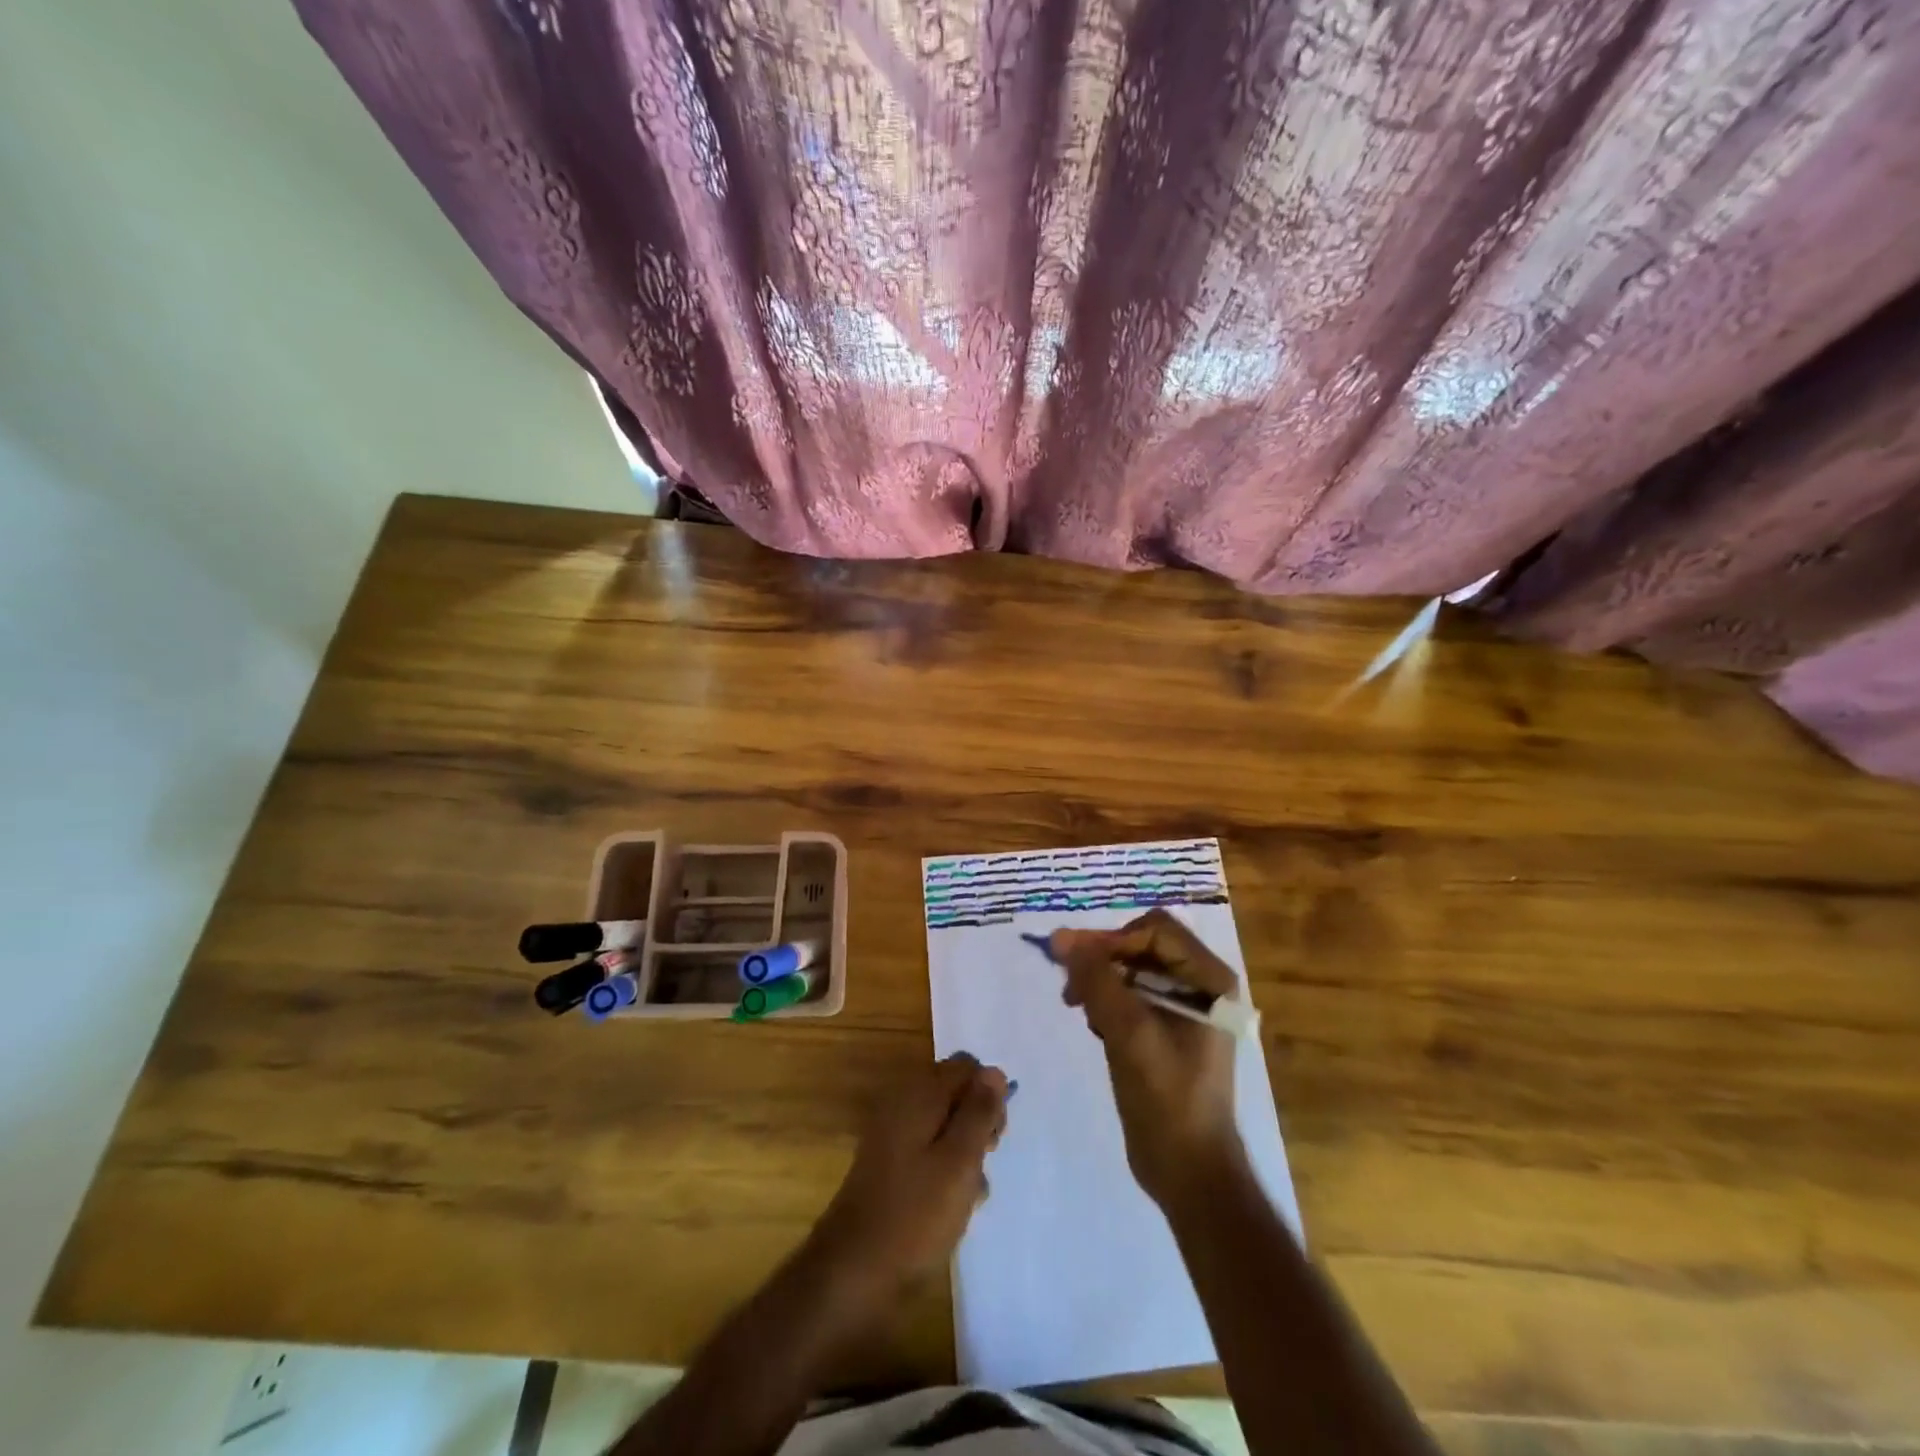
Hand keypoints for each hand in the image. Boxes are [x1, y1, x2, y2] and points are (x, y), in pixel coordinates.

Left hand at [808, 1053, 1008, 1303]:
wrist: (853, 1273)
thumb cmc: (915, 1215)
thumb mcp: (960, 1161)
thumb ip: (979, 1112)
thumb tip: (993, 1071)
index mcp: (918, 1095)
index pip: (965, 1066)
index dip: (988, 1092)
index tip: (996, 1133)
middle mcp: (902, 1105)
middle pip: (953, 1093)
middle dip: (977, 1121)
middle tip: (985, 1160)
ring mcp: (892, 1136)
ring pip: (943, 1125)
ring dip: (964, 1150)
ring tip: (971, 1192)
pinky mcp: (889, 1167)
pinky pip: (927, 1151)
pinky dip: (945, 1169)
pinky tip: (954, 1205)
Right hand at [1055, 909, 1246, 1208]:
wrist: (1189, 1171)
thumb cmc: (1167, 1099)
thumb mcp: (1129, 1033)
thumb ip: (1096, 980)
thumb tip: (1061, 937)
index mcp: (1208, 979)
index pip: (1153, 930)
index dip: (1112, 939)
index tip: (1075, 965)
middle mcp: (1201, 985)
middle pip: (1142, 945)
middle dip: (1103, 959)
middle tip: (1070, 987)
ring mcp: (1185, 1008)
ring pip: (1132, 969)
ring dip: (1101, 980)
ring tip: (1078, 1006)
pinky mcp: (1167, 1030)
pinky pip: (1132, 995)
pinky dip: (1109, 1001)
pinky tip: (1095, 1025)